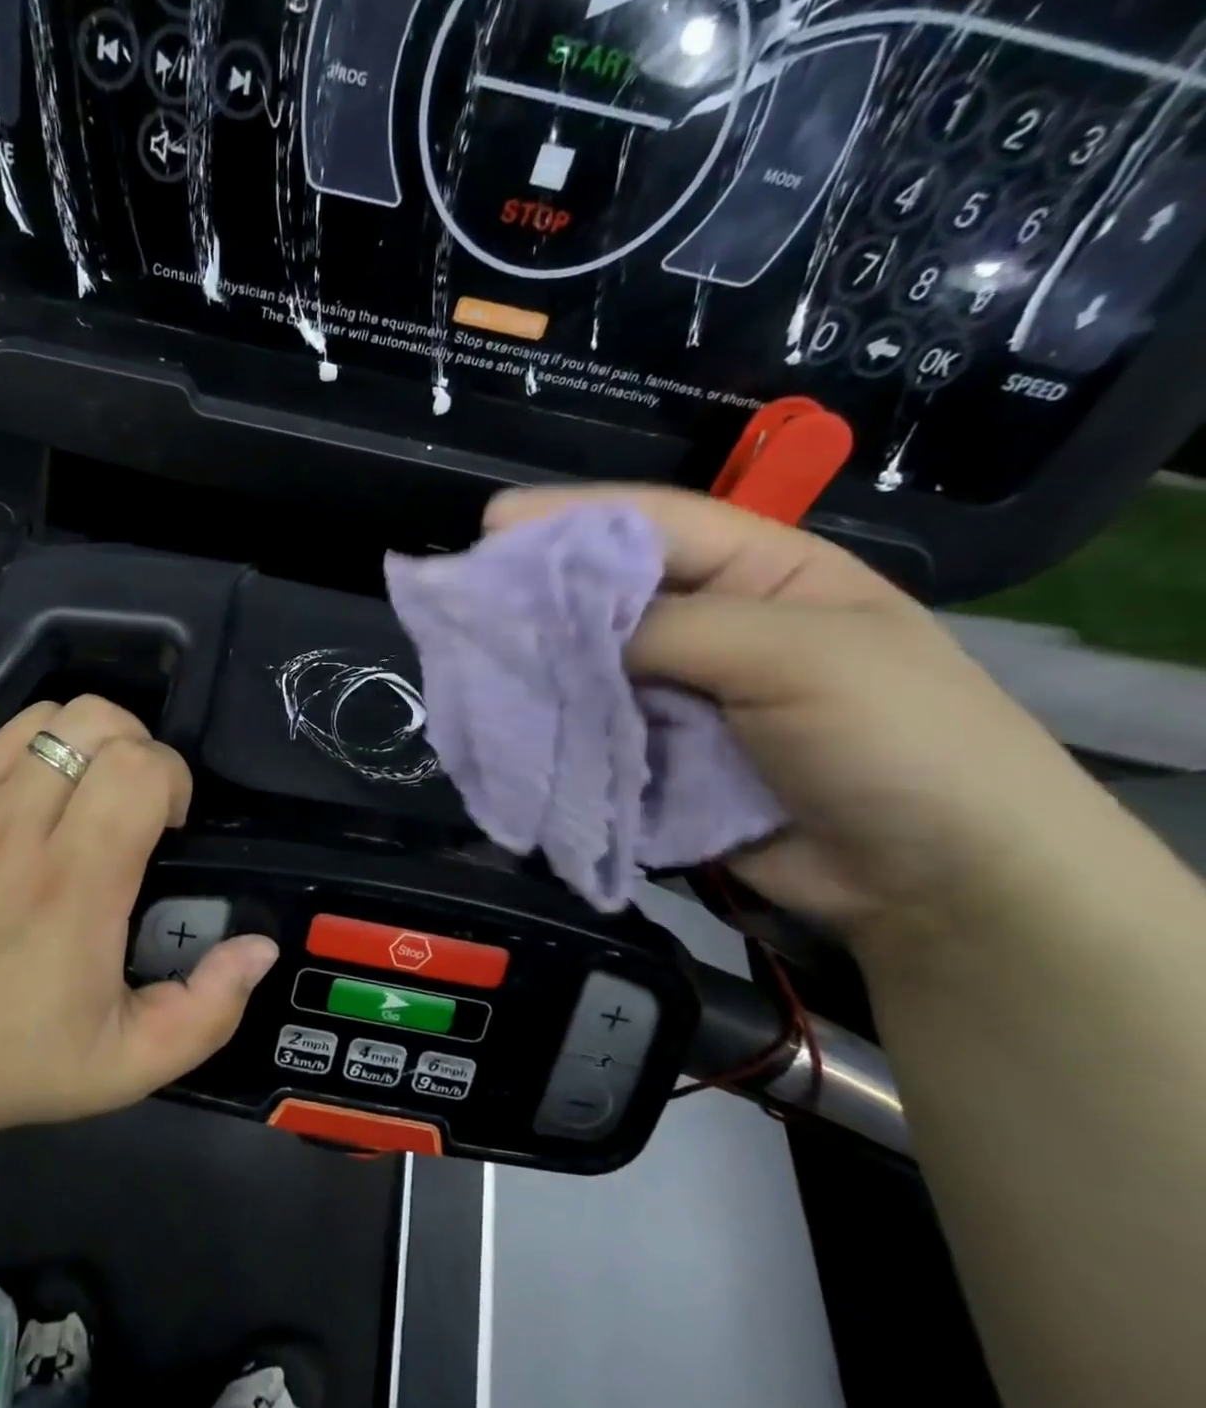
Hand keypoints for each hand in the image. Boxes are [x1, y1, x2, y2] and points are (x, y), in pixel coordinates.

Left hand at [0, 697, 278, 1145]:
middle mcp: (16, 830)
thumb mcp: (133, 1063)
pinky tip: (35, 797)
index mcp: (74, 886)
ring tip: (86, 794)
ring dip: (85, 742)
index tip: (167, 824)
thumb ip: (210, 1009)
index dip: (171, 779)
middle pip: (96, 721)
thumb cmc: (19, 1058)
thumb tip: (260, 946)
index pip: (139, 768)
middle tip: (133, 803)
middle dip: (136, 748)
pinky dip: (32, 748)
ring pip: (47, 716)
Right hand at [485, 486, 1136, 959]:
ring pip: (592, 665)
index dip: (572, 519)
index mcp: (761, 573)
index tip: (492, 524)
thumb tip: (563, 627)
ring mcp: (681, 694)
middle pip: (609, 595)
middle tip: (465, 598)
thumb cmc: (897, 742)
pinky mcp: (658, 756)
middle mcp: (712, 624)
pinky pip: (595, 727)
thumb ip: (674, 630)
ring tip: (471, 658)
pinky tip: (509, 716)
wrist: (942, 889)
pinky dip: (556, 723)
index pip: (654, 525)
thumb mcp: (800, 658)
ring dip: (541, 665)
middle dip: (541, 594)